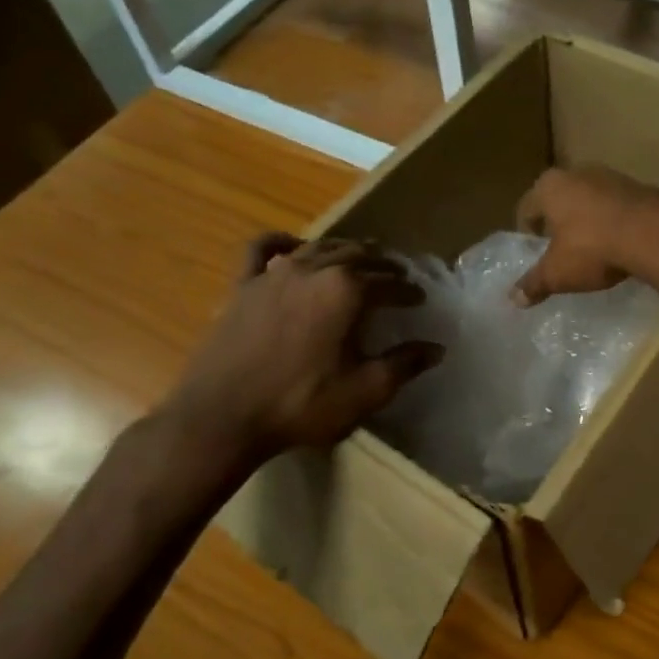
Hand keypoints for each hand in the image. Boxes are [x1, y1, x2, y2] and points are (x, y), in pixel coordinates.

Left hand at [159, 234, 442, 468]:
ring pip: (318, 247)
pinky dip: (282, 242)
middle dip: (382, 264)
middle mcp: (313, 270)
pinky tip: (293, 247)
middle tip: (397, 276)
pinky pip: (262, 249)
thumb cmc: (301, 404)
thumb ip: (404, 365)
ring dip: (344, 250)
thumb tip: (436, 348)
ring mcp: (273, 273)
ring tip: (359, 259)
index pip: (389, 283)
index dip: (408, 291)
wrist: (223, 416)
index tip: (420, 300)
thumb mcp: (365, 391)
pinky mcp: (243, 285)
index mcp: (346, 291)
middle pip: (357, 255)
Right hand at [513, 166, 658, 305]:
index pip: (526, 208)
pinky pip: (616, 206)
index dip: (527, 232)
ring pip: (589, 200)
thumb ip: (534, 284)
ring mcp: (611, 176)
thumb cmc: (592, 249)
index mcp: (549, 187)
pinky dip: (613, 221)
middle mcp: (577, 173)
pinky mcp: (639, 186)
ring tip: (592, 248)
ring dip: (587, 220)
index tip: (534, 250)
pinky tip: (619, 243)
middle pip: (559, 200)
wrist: (653, 234)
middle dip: (558, 222)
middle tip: (560, 249)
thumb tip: (514, 299)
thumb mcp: (557, 273)